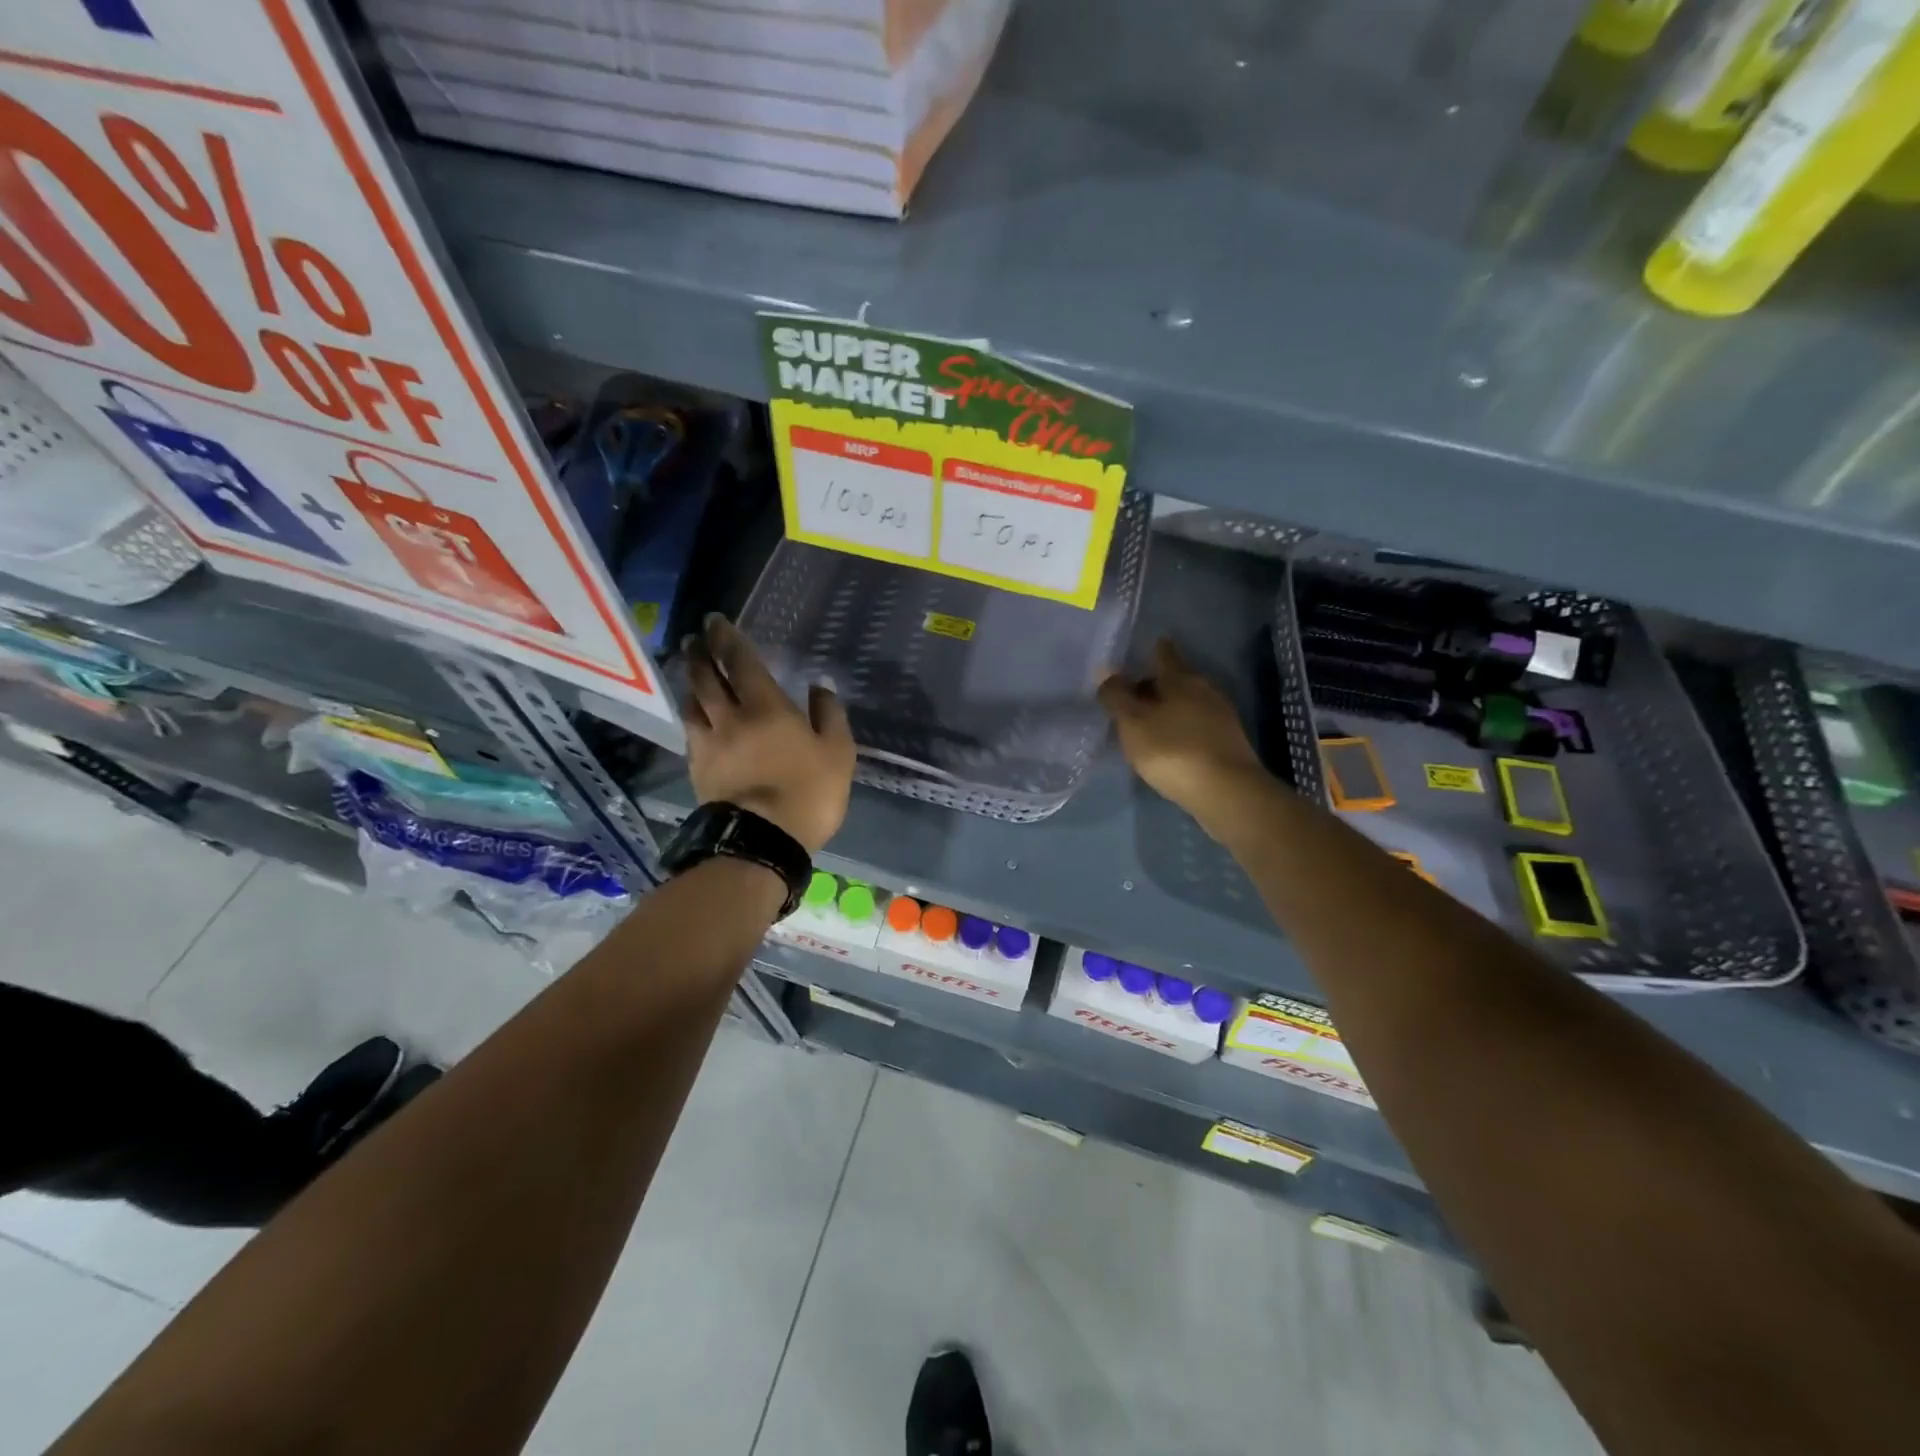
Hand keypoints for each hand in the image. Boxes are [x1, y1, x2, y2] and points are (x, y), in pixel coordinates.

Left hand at [684, 614, 854, 853]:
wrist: (762, 841)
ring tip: (690, 674)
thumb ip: (829, 716)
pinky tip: (694, 717)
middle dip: (700, 655)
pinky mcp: (698, 770)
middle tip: (694, 639)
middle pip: (707, 679)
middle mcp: (730, 718)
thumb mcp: (838, 753)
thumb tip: (820, 686)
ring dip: (690, 683)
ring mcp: (709, 745)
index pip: (741, 662)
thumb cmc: (808, 793)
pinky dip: (691, 716)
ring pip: (692, 705)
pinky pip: (691, 733)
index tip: (715, 621)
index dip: (727, 638)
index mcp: (765, 708)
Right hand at [1097, 639, 1272, 833]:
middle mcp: (1205, 691)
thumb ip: (1117, 696)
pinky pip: (1197, 726)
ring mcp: (1221, 717)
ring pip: (1188, 703)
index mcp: (1181, 679)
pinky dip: (1181, 728)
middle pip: (1176, 679)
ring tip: (1147, 721)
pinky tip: (1169, 743)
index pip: (1164, 654)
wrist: (1227, 793)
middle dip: (1156, 683)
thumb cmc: (1173, 750)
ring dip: (1169, 708)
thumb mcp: (1134, 723)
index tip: (1145, 647)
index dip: (1154, 650)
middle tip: (1133, 692)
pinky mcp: (1228, 743)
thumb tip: (1106, 669)